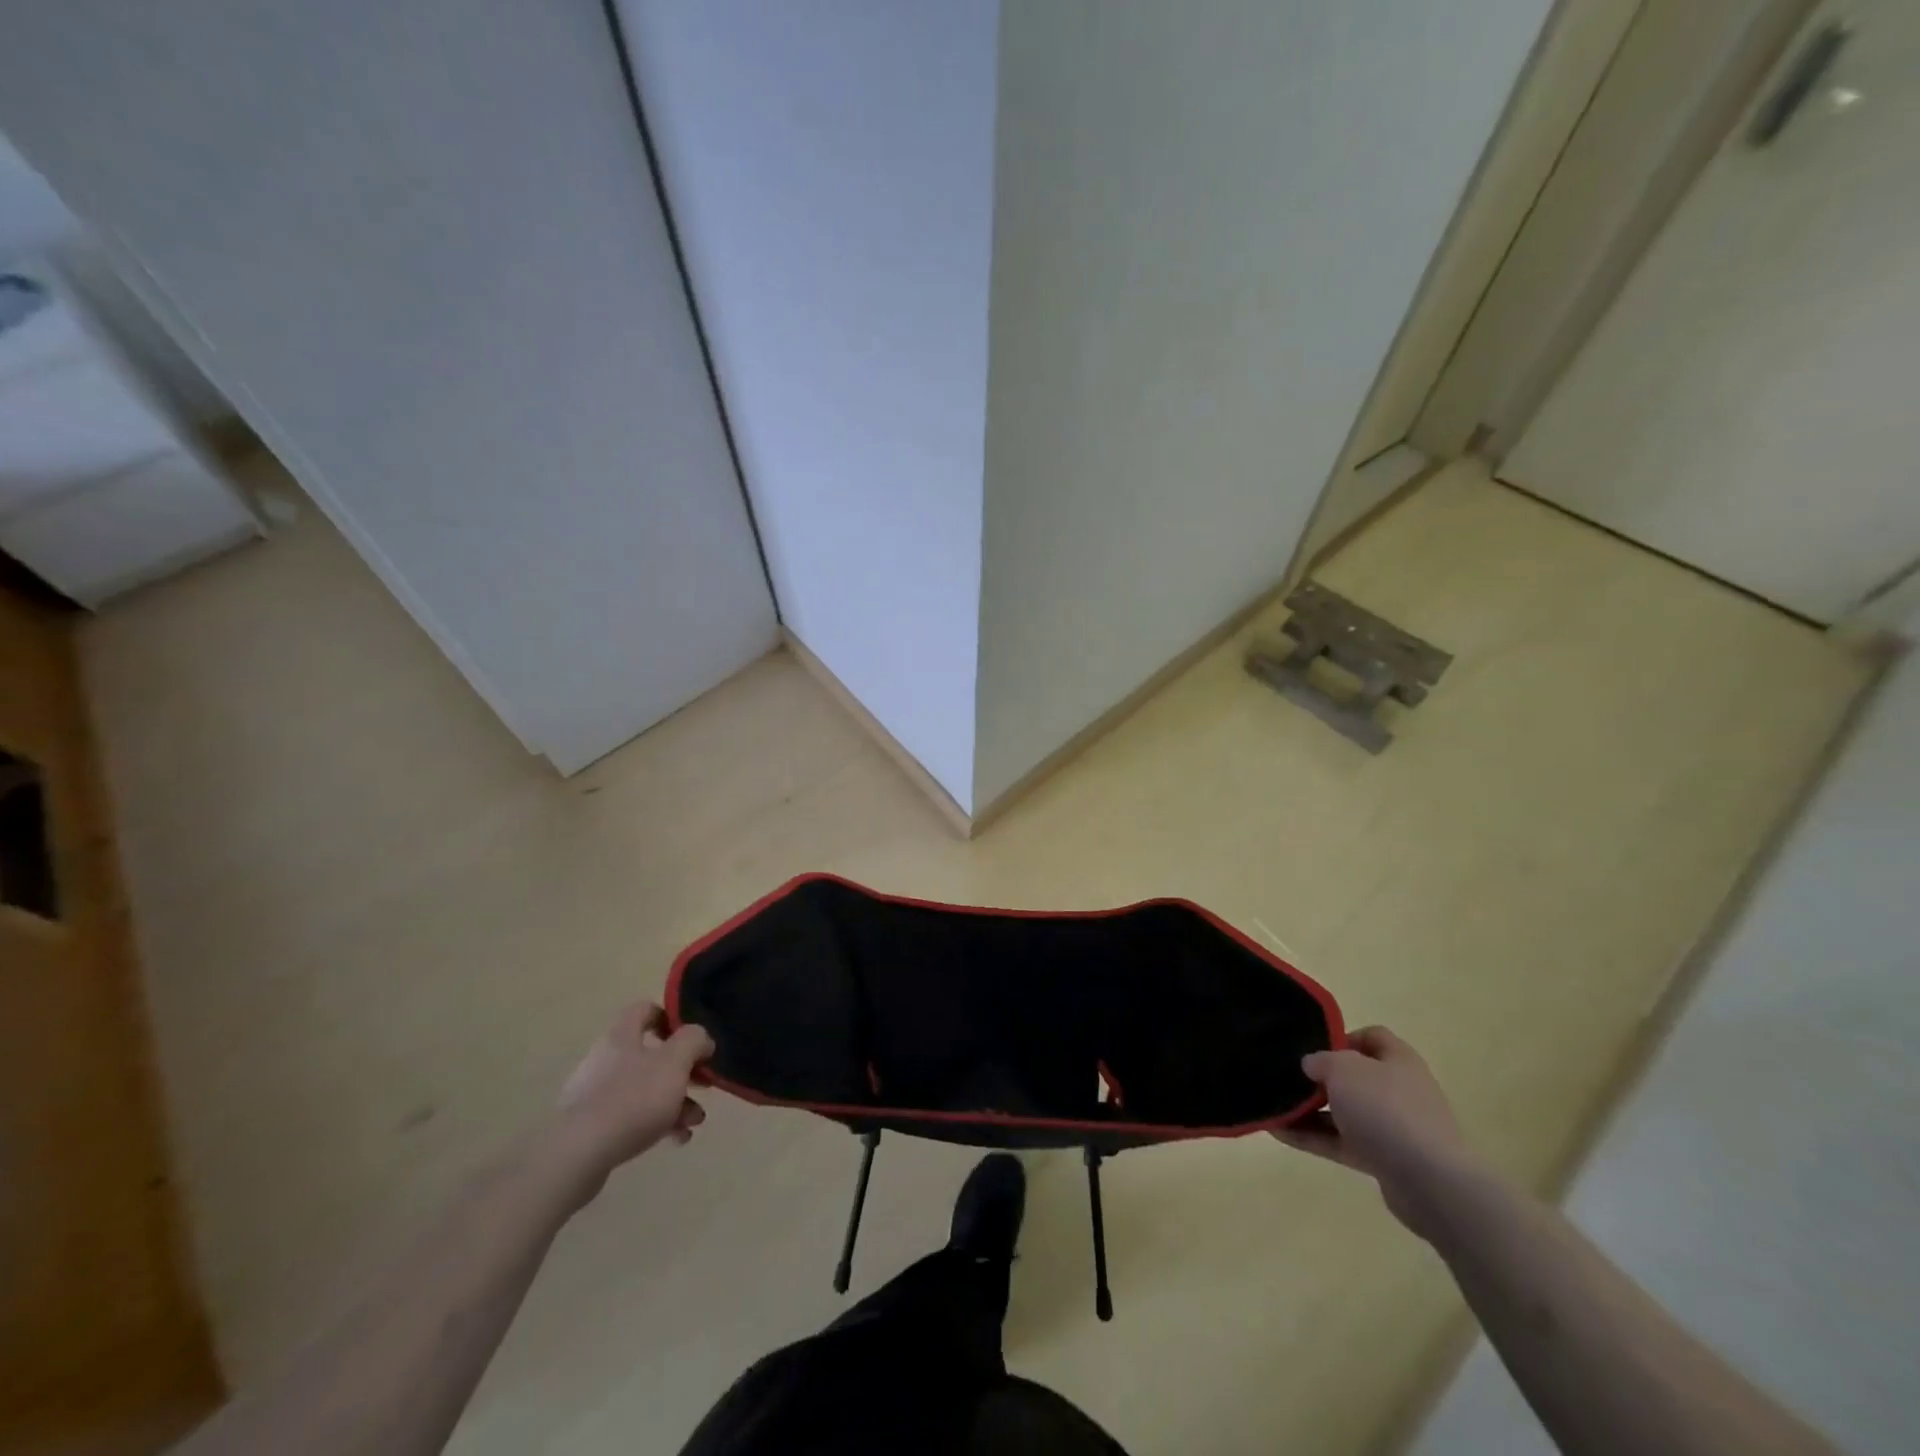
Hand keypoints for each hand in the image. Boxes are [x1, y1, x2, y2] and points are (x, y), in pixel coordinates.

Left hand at [555, 1002, 713, 1179]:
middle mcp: (606, 1058)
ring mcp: (595, 1093)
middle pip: (651, 1054)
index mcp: (622, 1035)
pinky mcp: (590, 1126)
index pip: (646, 1009)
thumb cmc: (633, 1098)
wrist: (578, 1155)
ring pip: (644, 1088)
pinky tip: (675, 1139)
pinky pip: (631, 1116)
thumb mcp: (676, 1061)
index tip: (693, 1039)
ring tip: (695, 1122)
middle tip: (704, 1085)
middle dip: (682, 1071)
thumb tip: (701, 1039)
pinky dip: (656, 1123)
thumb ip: (694, 1040)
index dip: (672, 1019)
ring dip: (675, 1101)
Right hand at [1275, 1025, 1480, 1237]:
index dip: (1341, 1037)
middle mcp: (1399, 1090)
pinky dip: (1313, 1138)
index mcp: (1398, 1060)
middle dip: (1320, 1079)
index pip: (1371, 1036)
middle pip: (1355, 1077)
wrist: (1429, 1181)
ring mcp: (1394, 1127)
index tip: (1313, 1047)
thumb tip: (1312, 1065)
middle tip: (1289, 1079)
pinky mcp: (1385, 1160)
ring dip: (1311, 1111)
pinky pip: (1342, 1142)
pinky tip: (1280, 1133)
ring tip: (1275, 1108)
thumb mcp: (1343, 1069)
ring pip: (1345, 1112)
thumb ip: (1321, 1060)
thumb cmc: (1386, 1109)